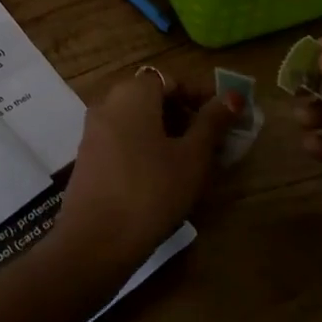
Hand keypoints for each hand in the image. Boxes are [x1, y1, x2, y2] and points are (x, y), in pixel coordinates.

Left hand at [56, 70, 241, 276]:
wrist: (95, 240)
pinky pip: (123, 137)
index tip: (225, 118)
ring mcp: (94, 129)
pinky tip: (163, 175)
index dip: (200, 96)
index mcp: (133, 93)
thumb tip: (233, 96)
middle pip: (153, 97)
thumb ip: (212, 123)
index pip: (172, 80)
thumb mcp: (191, 157)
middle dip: (184, 114)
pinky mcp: (88, 155)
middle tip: (212, 141)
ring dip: (165, 131)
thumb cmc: (151, 191)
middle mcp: (108, 101)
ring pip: (137, 118)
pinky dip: (145, 145)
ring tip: (192, 160)